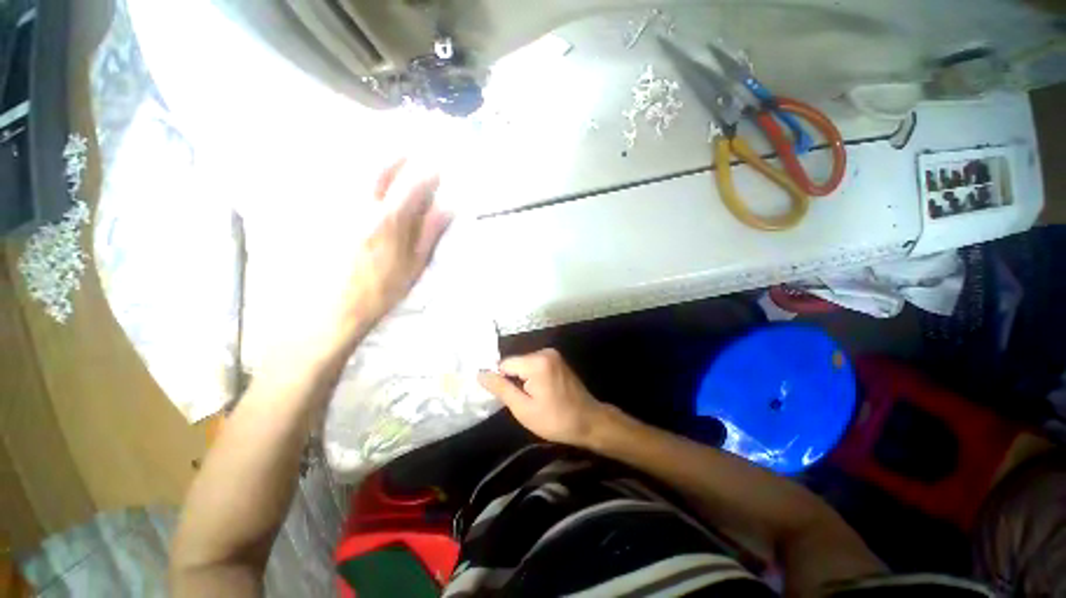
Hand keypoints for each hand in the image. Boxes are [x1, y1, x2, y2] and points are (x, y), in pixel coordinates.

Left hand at [344, 158, 452, 325]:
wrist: (340, 304)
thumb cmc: (385, 287)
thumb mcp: (416, 263)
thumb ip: (430, 232)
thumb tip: (448, 207)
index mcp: (391, 221)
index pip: (413, 185)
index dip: (427, 173)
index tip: (438, 168)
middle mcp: (364, 207)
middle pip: (380, 169)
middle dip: (398, 156)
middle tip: (411, 152)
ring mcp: (343, 209)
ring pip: (358, 174)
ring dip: (378, 162)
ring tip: (391, 160)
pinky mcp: (329, 215)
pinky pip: (343, 186)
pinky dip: (358, 177)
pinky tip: (366, 183)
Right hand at [478, 349, 607, 446]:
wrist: (589, 421)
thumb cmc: (555, 419)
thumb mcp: (523, 408)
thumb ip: (501, 388)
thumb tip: (480, 373)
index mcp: (536, 362)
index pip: (504, 364)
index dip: (503, 382)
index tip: (510, 399)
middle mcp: (544, 352)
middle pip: (515, 363)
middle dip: (514, 381)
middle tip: (524, 402)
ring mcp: (553, 354)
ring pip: (524, 364)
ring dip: (523, 380)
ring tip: (534, 398)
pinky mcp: (557, 360)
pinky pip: (535, 365)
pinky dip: (532, 377)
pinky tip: (541, 392)